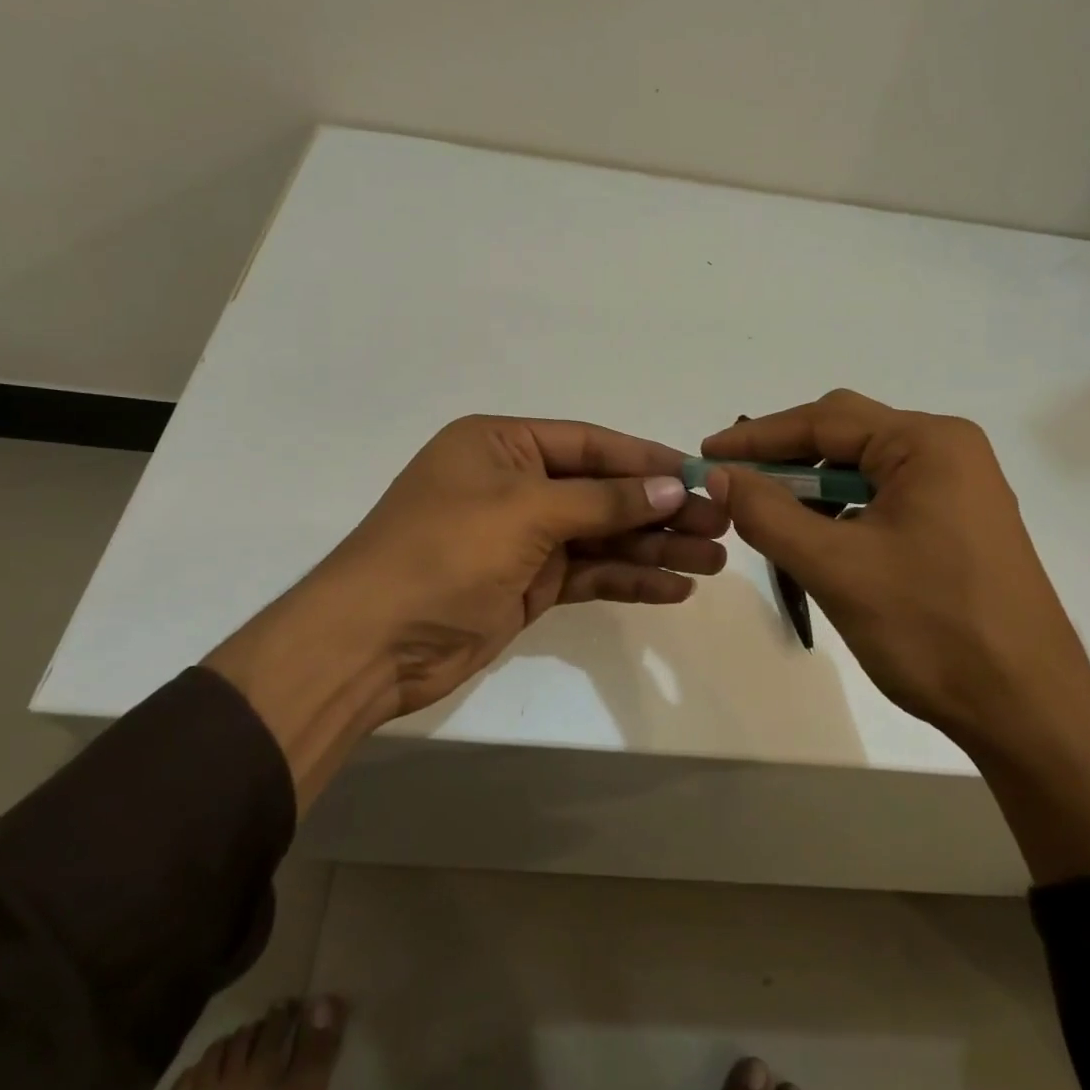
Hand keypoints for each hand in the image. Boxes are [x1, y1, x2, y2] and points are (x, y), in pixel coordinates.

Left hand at [208, 416, 727, 800]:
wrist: (370, 645)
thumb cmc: (443, 553)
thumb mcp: (525, 513)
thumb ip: (603, 501)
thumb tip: (672, 486)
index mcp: (501, 445)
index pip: (591, 445)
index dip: (649, 460)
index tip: (703, 477)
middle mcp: (513, 485)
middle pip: (602, 492)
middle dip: (660, 509)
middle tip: (720, 526)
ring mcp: (520, 538)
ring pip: (601, 537)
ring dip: (654, 548)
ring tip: (713, 562)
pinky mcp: (526, 584)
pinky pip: (588, 575)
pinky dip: (627, 581)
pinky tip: (673, 589)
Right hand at [702, 390, 1089, 748]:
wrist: (1028, 710)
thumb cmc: (931, 628)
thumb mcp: (835, 567)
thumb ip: (768, 513)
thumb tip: (719, 475)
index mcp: (928, 443)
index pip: (824, 420)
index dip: (758, 438)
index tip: (706, 454)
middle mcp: (948, 450)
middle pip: (847, 435)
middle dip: (785, 458)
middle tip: (731, 481)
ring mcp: (960, 487)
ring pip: (865, 468)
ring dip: (813, 487)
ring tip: (767, 515)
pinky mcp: (960, 522)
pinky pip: (885, 497)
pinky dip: (843, 510)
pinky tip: (817, 538)